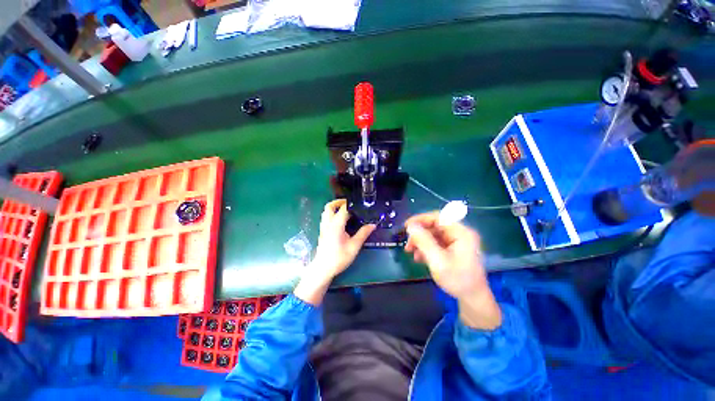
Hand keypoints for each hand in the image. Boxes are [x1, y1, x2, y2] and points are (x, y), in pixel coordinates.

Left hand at [294, 199, 375, 304]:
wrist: (323, 268)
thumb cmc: (339, 257)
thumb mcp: (354, 246)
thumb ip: (363, 233)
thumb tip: (373, 224)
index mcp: (336, 224)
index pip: (343, 208)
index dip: (352, 204)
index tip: (360, 204)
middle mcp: (328, 223)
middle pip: (330, 206)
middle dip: (339, 202)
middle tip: (350, 204)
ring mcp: (323, 227)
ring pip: (326, 211)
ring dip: (335, 207)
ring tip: (346, 211)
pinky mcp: (322, 231)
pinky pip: (326, 217)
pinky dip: (332, 214)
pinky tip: (340, 221)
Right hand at [405, 212, 501, 329]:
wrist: (473, 299)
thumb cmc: (457, 280)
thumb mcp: (438, 261)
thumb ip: (424, 242)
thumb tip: (410, 226)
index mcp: (461, 233)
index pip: (438, 217)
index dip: (420, 219)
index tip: (407, 226)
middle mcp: (460, 234)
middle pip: (434, 226)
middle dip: (419, 234)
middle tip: (408, 245)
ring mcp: (457, 242)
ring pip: (433, 235)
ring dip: (421, 242)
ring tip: (411, 252)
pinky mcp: (453, 249)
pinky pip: (436, 243)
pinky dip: (426, 248)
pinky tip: (419, 257)